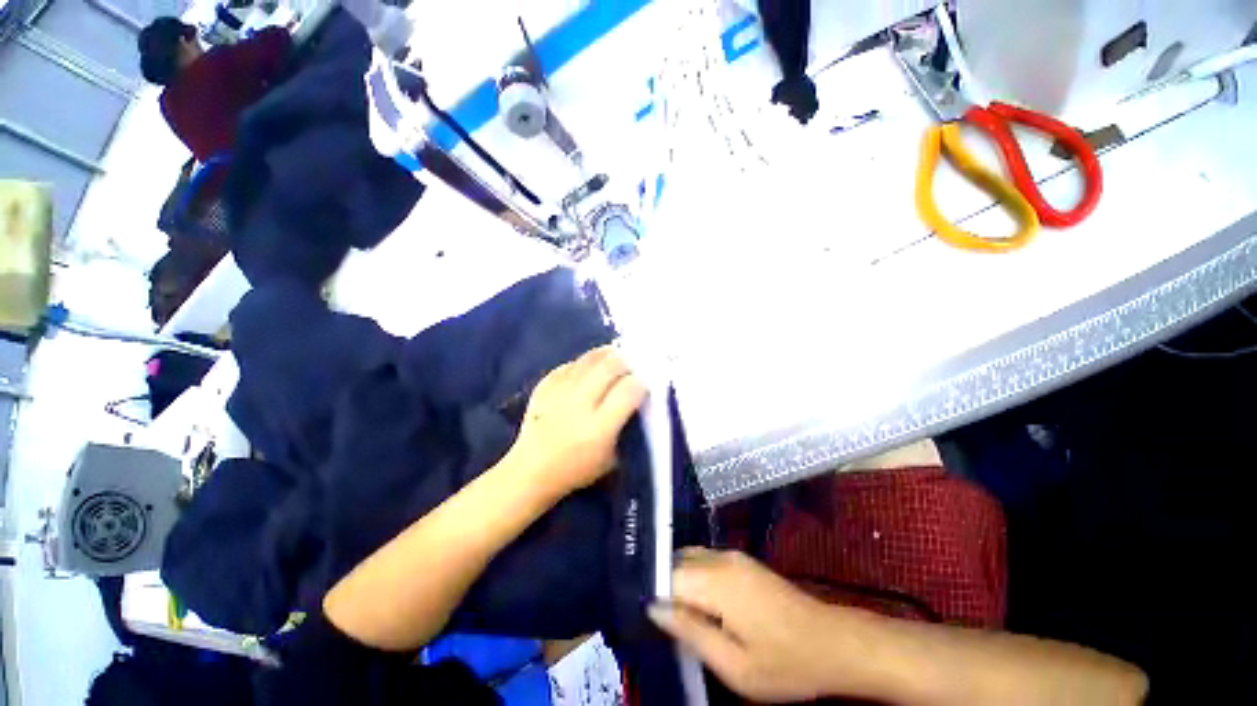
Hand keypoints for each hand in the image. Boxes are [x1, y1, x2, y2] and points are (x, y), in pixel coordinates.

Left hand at [507, 345, 646, 496]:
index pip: (627, 392)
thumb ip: (625, 428)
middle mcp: (579, 405)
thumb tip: (637, 399)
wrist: (531, 470)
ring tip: (615, 357)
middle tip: (632, 365)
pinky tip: (590, 366)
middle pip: (609, 367)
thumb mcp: (612, 459)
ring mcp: (559, 393)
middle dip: (626, 362)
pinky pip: (569, 364)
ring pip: (589, 360)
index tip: (645, 382)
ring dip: (606, 356)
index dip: (641, 382)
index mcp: (599, 428)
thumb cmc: (577, 469)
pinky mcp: (544, 387)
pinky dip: (584, 363)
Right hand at [649, 549, 872, 702]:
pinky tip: (699, 604)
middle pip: (676, 561)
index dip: (653, 592)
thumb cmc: (785, 662)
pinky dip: (693, 577)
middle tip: (659, 620)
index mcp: (716, 580)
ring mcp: (733, 556)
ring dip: (678, 581)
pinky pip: (705, 560)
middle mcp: (721, 558)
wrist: (832, 642)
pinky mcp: (742, 561)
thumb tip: (655, 608)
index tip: (643, 615)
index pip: (667, 574)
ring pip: (689, 558)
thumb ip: (690, 632)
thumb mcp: (734, 665)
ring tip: (676, 614)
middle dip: (663, 585)